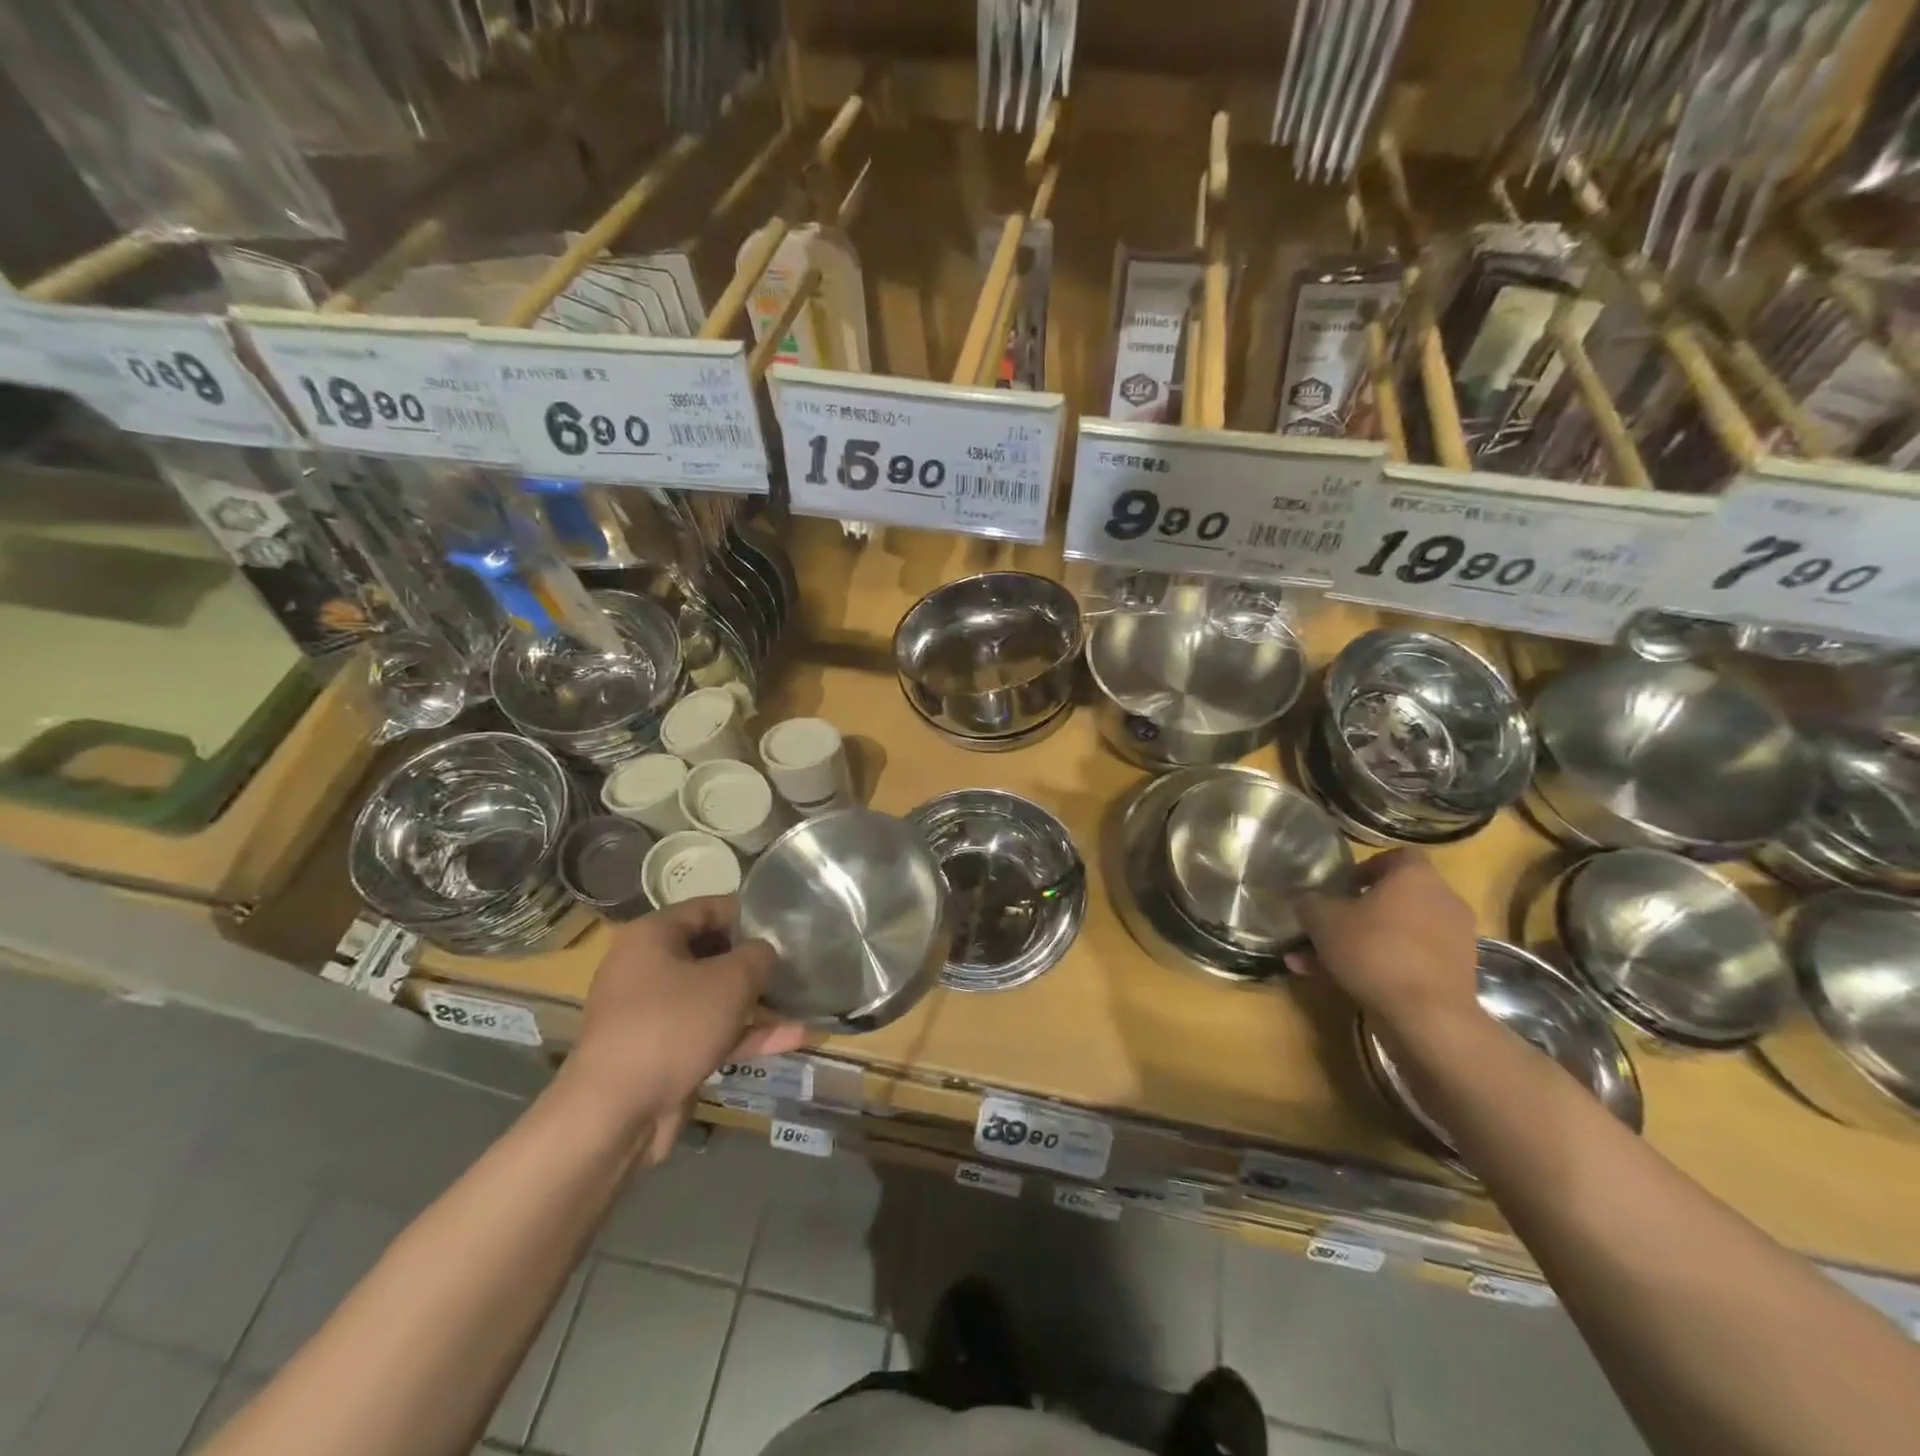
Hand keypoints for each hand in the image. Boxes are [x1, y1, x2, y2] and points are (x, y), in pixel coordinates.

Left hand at [566, 898, 803, 1156]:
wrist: (616, 1114)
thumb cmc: (673, 1026)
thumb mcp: (731, 980)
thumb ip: (758, 956)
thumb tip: (765, 952)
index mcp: (652, 936)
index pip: (708, 908)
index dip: (749, 914)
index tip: (785, 925)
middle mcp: (646, 968)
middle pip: (711, 952)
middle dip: (754, 961)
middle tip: (795, 963)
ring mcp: (653, 1014)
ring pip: (713, 996)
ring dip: (755, 1001)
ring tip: (801, 1000)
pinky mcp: (662, 1052)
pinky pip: (709, 1032)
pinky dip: (745, 1033)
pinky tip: (793, 1037)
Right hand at [1292, 850, 1480, 1033]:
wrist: (1427, 1016)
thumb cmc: (1373, 949)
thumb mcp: (1322, 920)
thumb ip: (1310, 903)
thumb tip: (1306, 901)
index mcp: (1415, 876)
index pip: (1396, 856)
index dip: (1366, 867)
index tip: (1341, 885)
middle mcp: (1442, 901)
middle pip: (1396, 898)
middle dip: (1359, 911)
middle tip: (1328, 924)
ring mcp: (1454, 941)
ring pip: (1397, 933)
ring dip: (1361, 943)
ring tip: (1318, 961)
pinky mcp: (1455, 976)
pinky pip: (1408, 961)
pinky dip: (1378, 967)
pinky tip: (1339, 982)